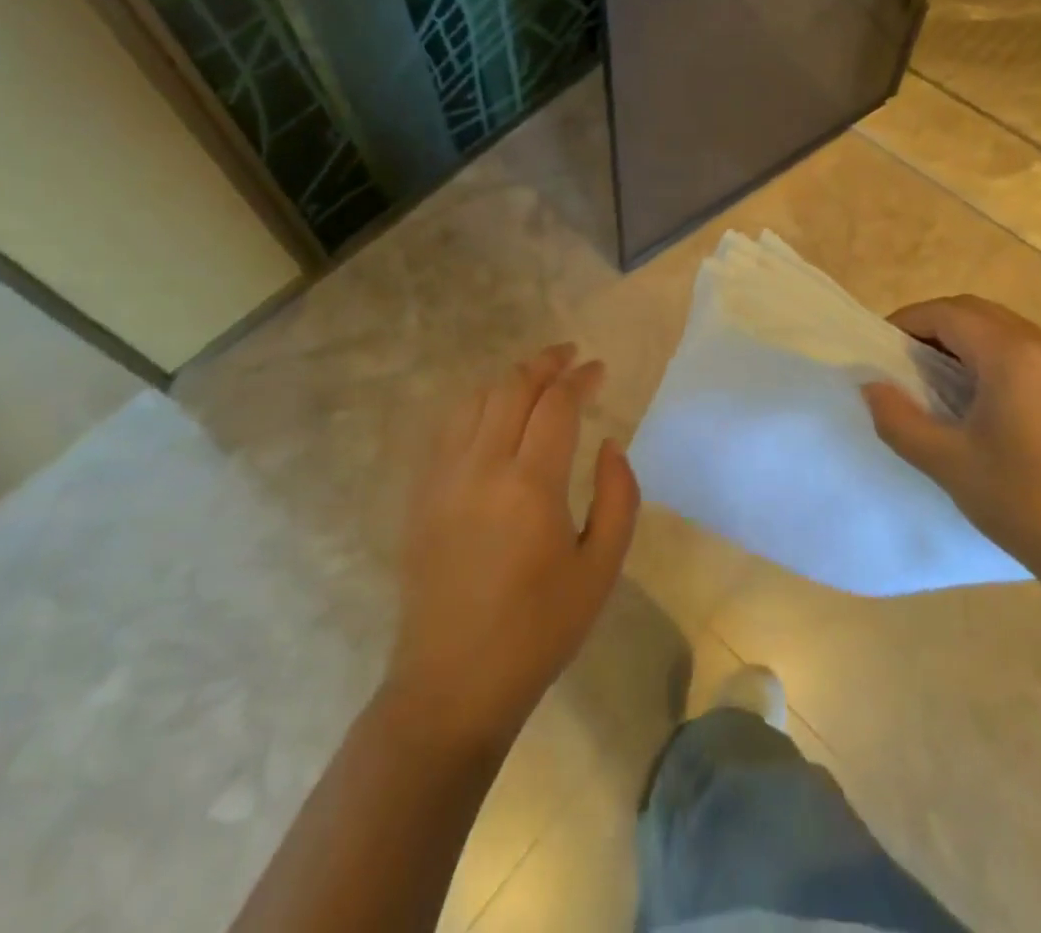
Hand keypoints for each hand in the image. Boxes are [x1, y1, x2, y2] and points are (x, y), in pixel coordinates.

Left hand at [385, 344, 639, 750]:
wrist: (453, 685)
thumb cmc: (539, 630)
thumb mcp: (601, 569)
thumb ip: (618, 497)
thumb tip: (609, 443)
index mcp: (530, 486)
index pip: (556, 404)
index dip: (580, 379)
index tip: (599, 369)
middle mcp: (482, 467)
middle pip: (512, 387)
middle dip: (545, 363)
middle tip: (570, 357)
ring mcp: (443, 478)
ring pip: (476, 399)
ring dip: (510, 379)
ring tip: (537, 379)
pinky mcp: (422, 494)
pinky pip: (449, 427)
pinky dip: (477, 404)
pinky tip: (494, 413)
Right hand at [861, 295, 1040, 586]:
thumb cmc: (1024, 502)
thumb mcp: (946, 462)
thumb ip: (897, 418)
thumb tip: (871, 386)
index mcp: (1013, 355)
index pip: (948, 313)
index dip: (909, 321)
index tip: (884, 347)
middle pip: (980, 313)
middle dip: (937, 326)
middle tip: (908, 361)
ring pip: (1010, 331)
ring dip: (971, 341)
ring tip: (945, 382)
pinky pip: (1036, 354)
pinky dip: (1002, 359)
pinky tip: (993, 403)